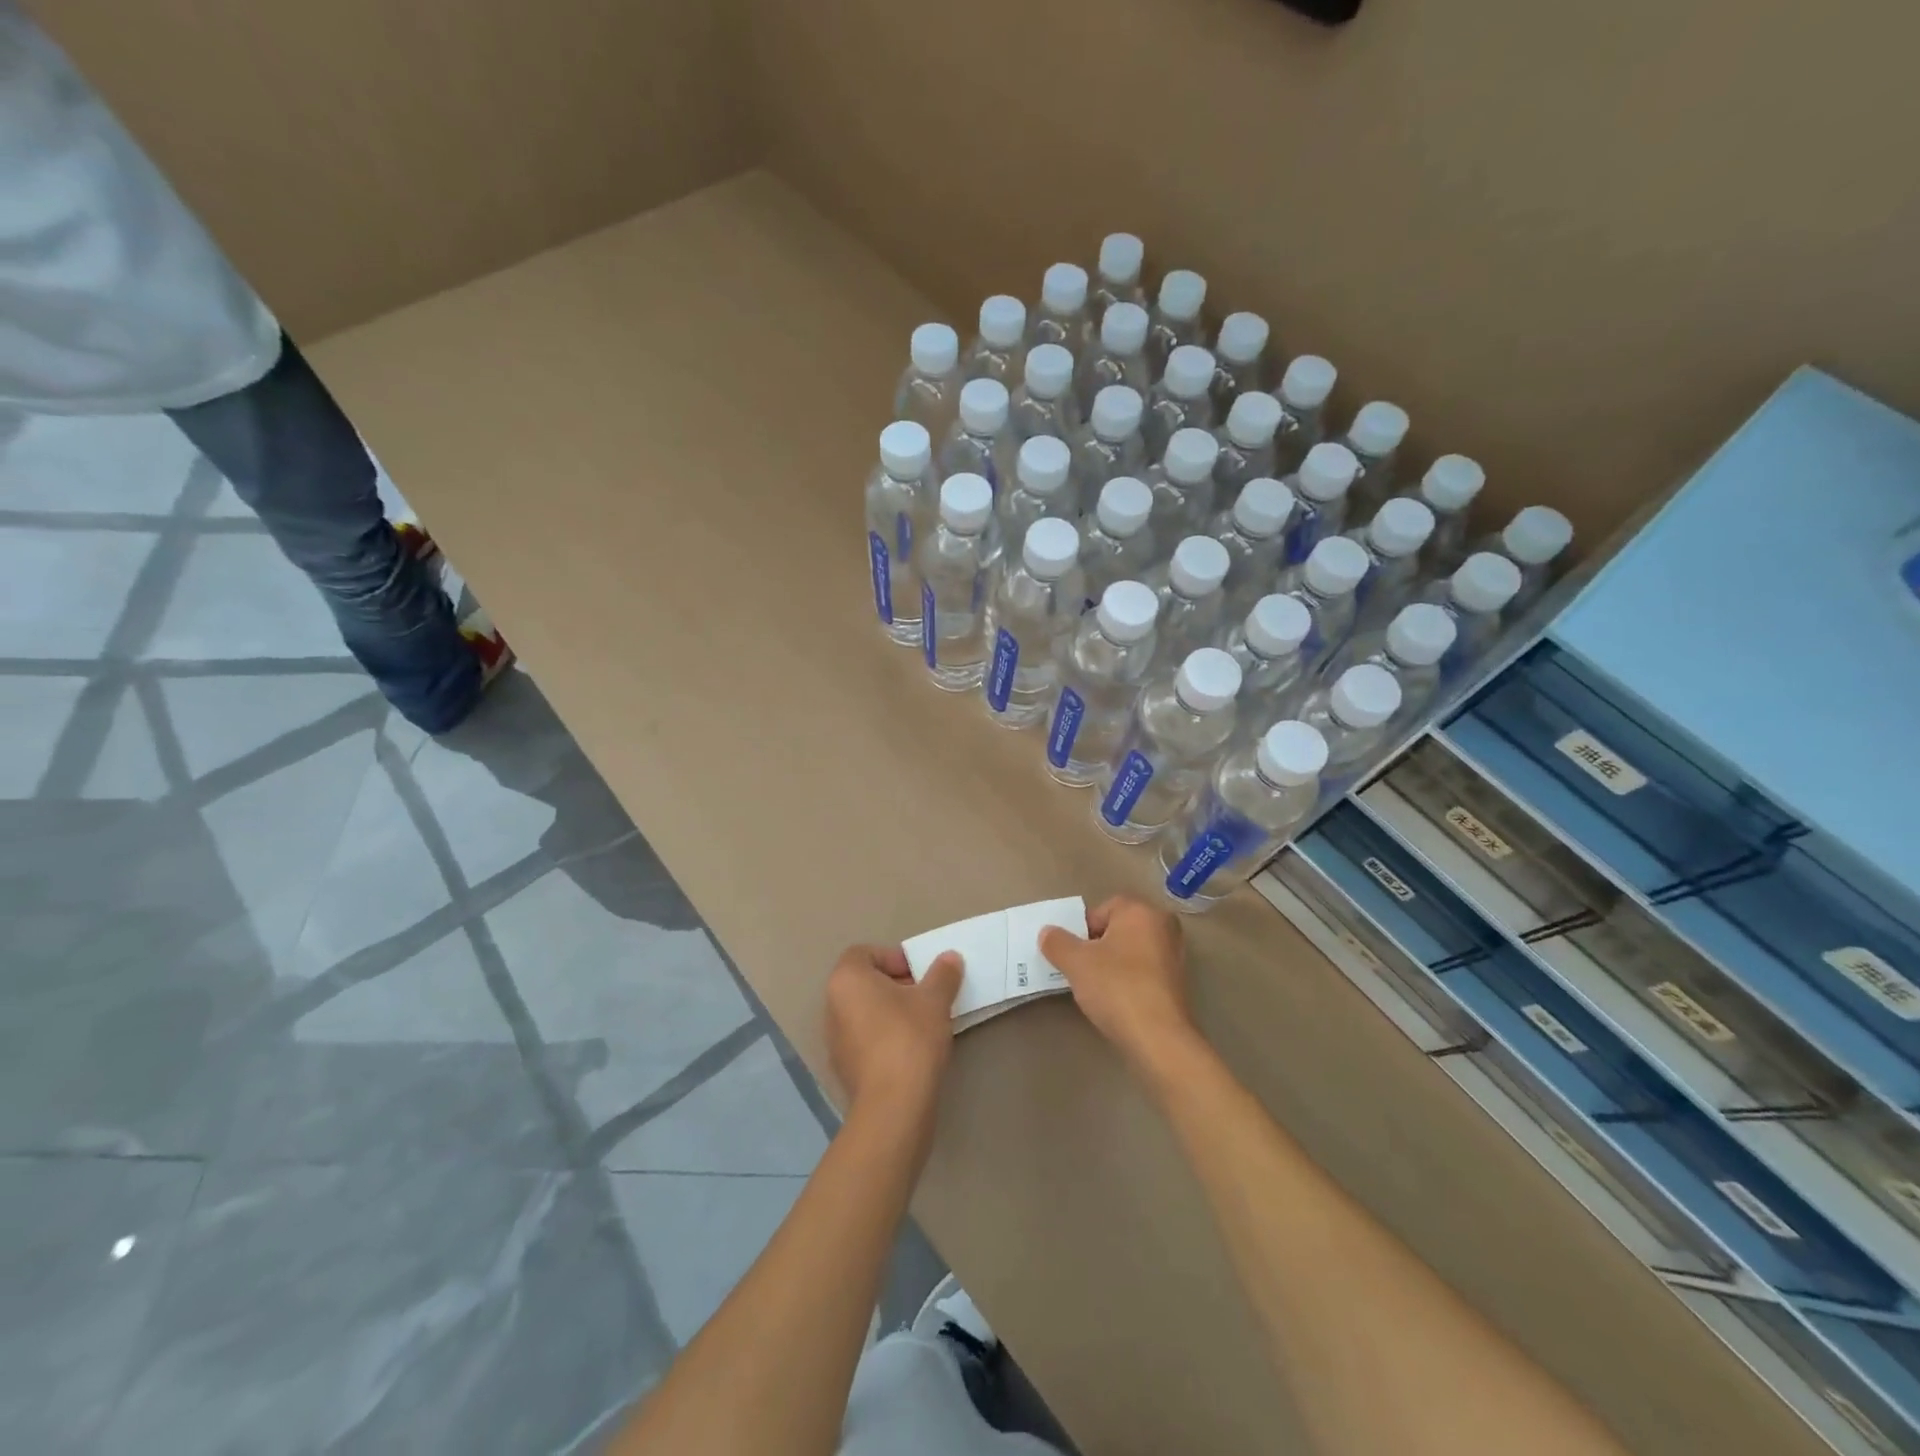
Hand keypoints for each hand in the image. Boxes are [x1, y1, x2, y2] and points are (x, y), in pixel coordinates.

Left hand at [826, 944, 963, 1116]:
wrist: (894, 1105)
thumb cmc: (910, 1038)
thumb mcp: (935, 999)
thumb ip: (943, 974)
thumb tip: (950, 958)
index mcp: (846, 980)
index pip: (865, 953)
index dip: (894, 958)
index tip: (920, 974)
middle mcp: (832, 1005)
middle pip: (865, 983)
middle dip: (896, 985)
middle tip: (927, 996)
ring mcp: (834, 1040)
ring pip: (865, 1013)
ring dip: (892, 1012)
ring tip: (923, 1023)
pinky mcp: (844, 1069)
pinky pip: (865, 1040)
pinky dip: (885, 1038)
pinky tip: (912, 1050)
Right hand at [1040, 896, 1200, 1082]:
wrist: (1158, 1038)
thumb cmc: (1116, 987)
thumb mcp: (1076, 962)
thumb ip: (1057, 942)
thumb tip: (1047, 932)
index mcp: (1141, 911)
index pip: (1104, 908)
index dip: (1083, 928)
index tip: (1073, 953)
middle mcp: (1163, 926)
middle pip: (1119, 929)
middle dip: (1098, 945)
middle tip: (1081, 968)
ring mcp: (1175, 955)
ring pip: (1132, 951)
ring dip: (1113, 964)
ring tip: (1097, 987)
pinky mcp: (1178, 983)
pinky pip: (1145, 971)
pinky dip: (1129, 980)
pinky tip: (1117, 1000)